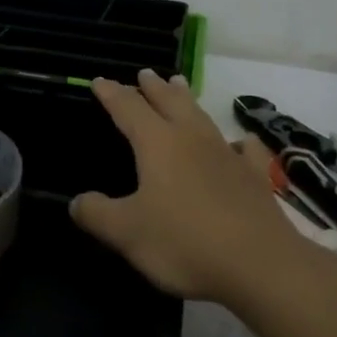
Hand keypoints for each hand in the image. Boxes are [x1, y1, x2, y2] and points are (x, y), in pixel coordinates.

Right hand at [70, 70, 294, 302]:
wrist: (261, 264)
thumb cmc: (185, 242)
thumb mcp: (127, 233)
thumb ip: (97, 214)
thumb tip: (76, 202)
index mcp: (157, 144)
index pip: (128, 108)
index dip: (112, 93)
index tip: (100, 81)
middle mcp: (192, 138)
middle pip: (168, 102)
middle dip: (153, 87)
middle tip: (145, 73)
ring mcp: (227, 154)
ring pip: (202, 116)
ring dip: (187, 99)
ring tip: (180, 85)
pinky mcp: (254, 177)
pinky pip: (246, 150)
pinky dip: (240, 142)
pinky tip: (242, 142)